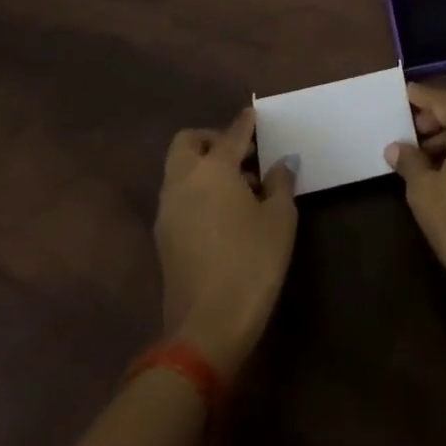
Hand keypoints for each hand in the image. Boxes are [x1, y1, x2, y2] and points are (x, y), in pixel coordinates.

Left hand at [154, 109, 296, 378]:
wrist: (206, 329)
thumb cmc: (251, 263)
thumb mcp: (280, 219)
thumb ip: (280, 183)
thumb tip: (281, 164)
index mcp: (213, 169)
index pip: (231, 134)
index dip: (246, 123)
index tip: (255, 116)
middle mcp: (183, 182)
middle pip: (188, 143)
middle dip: (212, 140)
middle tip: (243, 154)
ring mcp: (168, 212)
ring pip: (180, 170)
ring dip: (204, 167)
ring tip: (241, 186)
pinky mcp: (164, 239)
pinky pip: (179, 196)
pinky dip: (198, 191)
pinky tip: (225, 212)